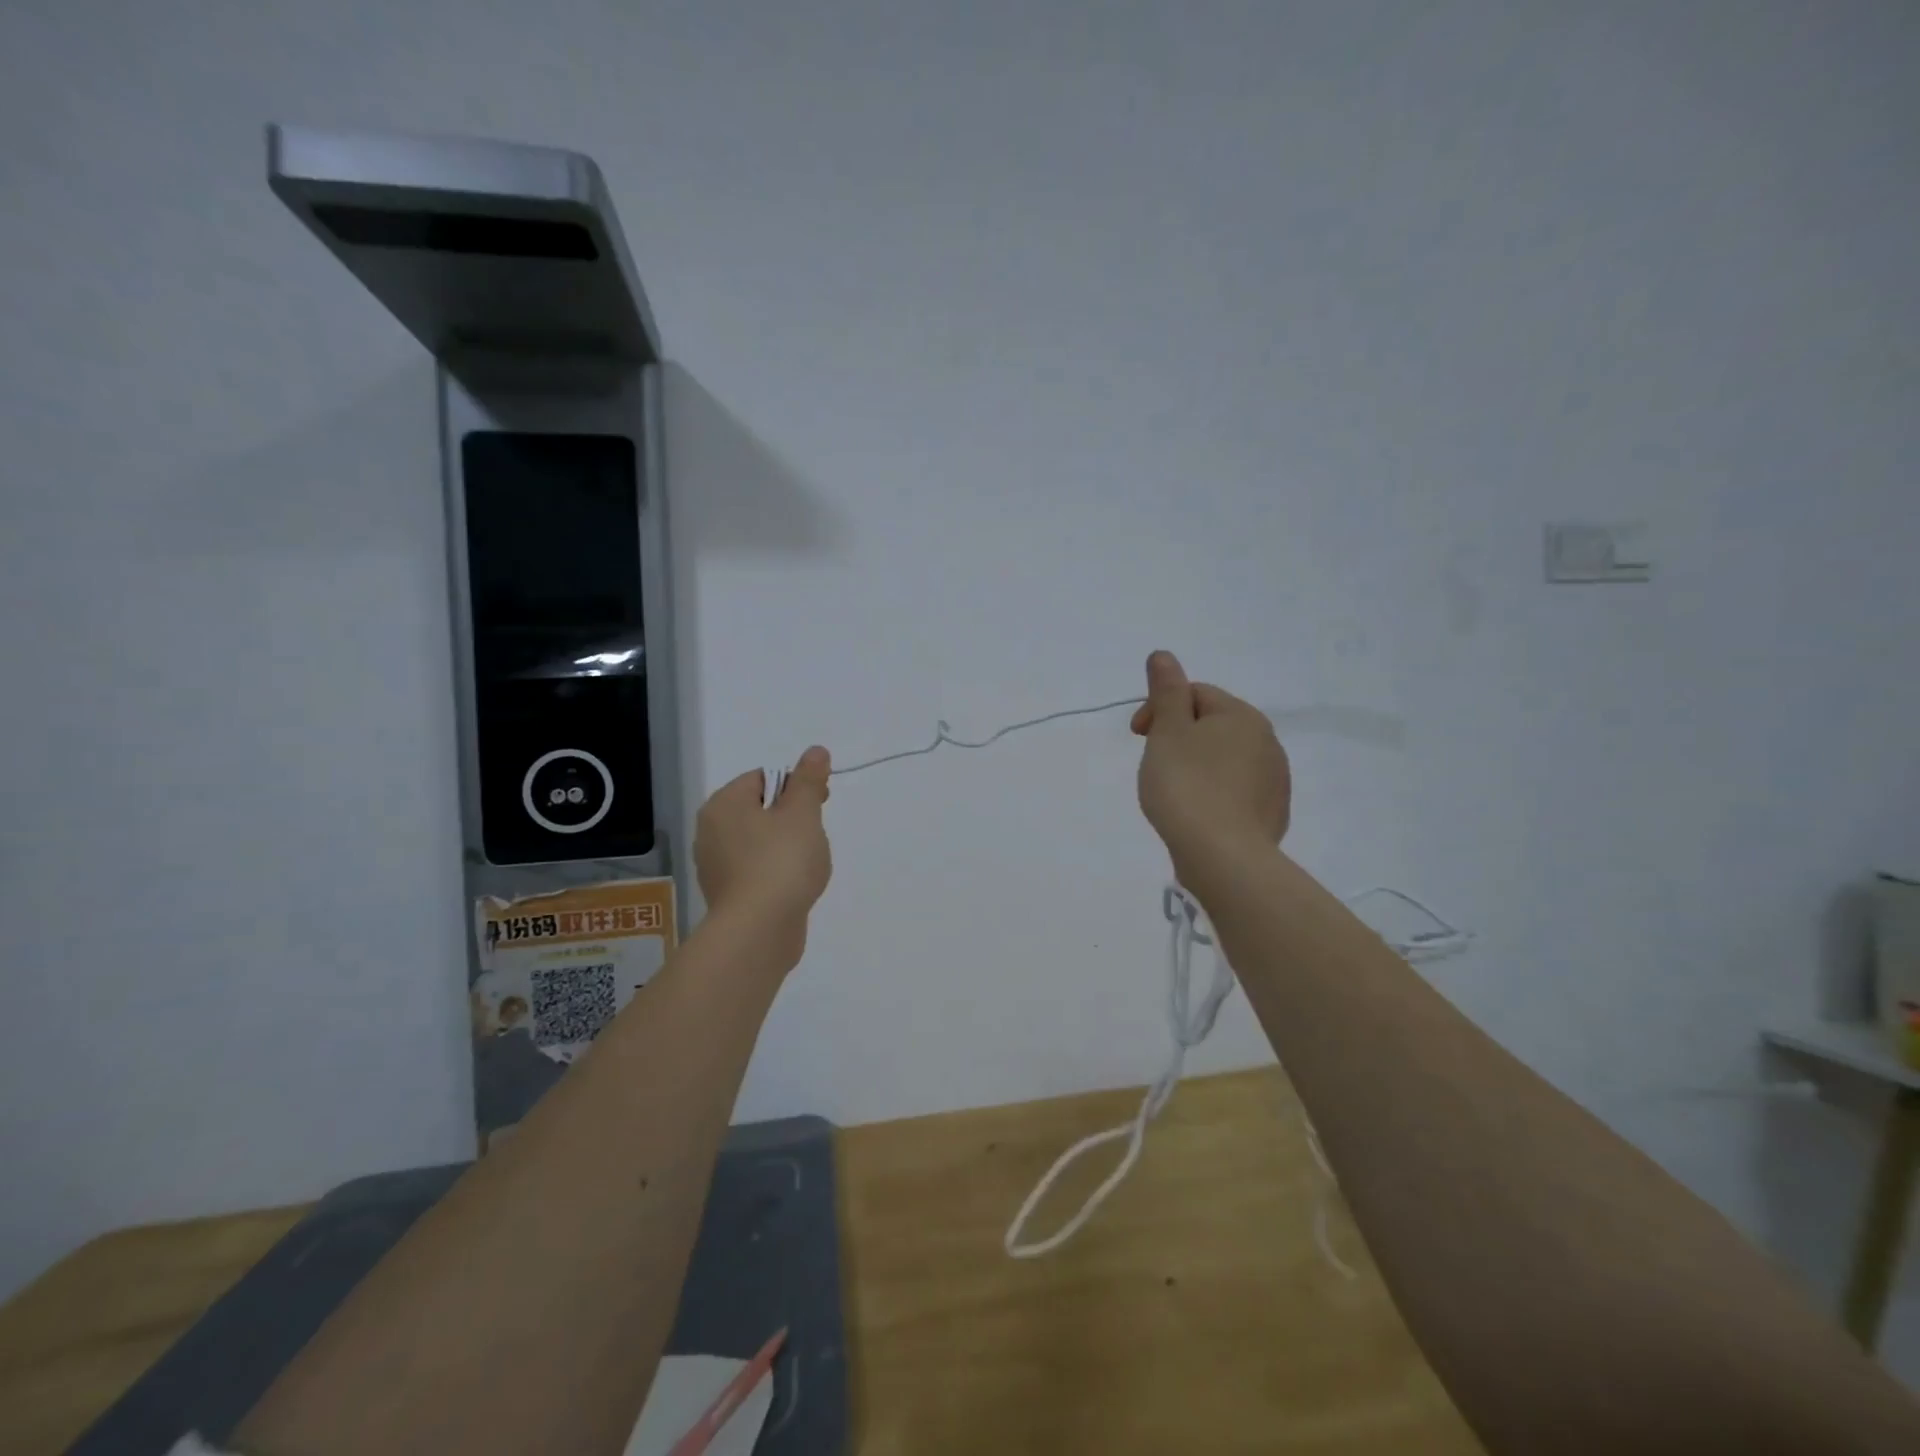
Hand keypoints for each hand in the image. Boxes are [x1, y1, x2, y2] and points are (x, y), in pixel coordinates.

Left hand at [694, 746, 833, 962]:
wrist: (759, 931)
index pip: (763, 778)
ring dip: (787, 847)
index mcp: (723, 804)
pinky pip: (756, 870)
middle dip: (793, 819)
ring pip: (760, 842)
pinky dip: (776, 872)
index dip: (797, 786)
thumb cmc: (781, 862)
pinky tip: (793, 887)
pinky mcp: (727, 895)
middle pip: (761, 809)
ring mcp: (715, 866)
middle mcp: (710, 831)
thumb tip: (815, 751)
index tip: (821, 804)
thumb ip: (809, 779)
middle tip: (815, 835)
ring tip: (806, 865)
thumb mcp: (802, 812)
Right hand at [1131, 651, 1289, 887]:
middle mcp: (1267, 741)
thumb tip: (1163, 654)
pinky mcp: (1272, 814)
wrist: (1224, 857)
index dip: (1160, 708)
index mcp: (1242, 716)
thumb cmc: (1187, 786)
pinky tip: (1196, 813)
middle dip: (1177, 737)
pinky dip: (1212, 793)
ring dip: (1195, 765)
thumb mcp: (1168, 732)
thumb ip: (1166, 691)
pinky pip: (1235, 790)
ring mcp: (1274, 780)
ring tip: (1172, 792)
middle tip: (1153, 764)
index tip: (1137, 736)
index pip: (1195, 694)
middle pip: (1211, 725)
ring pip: (1224, 759)